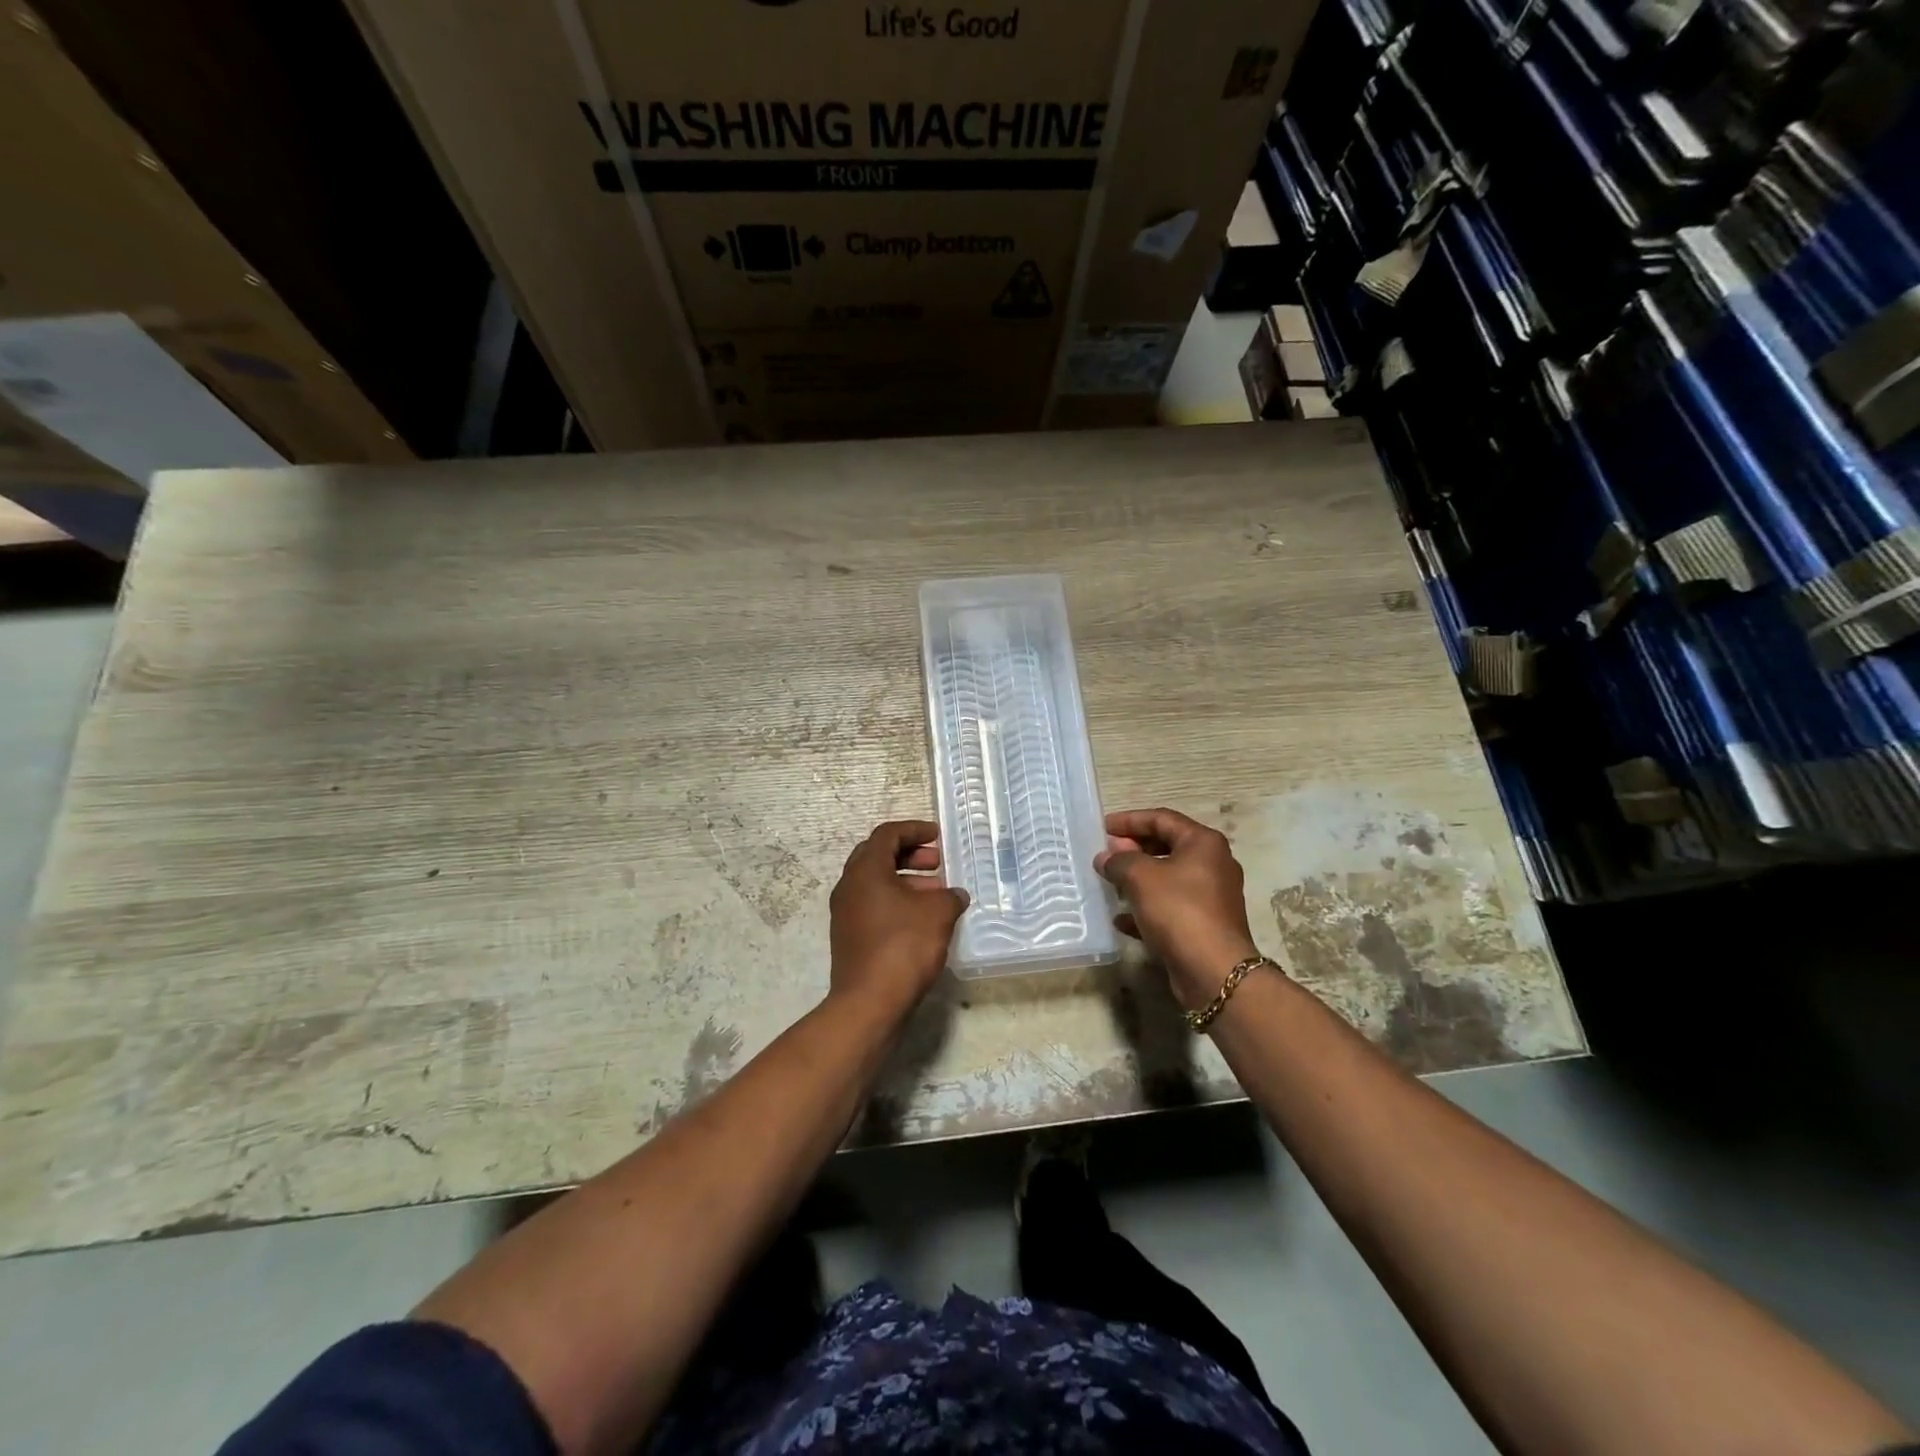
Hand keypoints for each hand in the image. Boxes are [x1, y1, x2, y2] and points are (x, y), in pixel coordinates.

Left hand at [828, 820, 968, 1022]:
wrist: (869, 1003)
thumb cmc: (903, 946)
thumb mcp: (937, 913)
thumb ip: (949, 896)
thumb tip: (954, 895)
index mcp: (865, 870)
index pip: (887, 835)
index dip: (914, 830)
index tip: (938, 836)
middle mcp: (849, 886)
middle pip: (878, 856)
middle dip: (910, 855)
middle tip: (937, 863)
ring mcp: (846, 914)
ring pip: (877, 884)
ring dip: (907, 881)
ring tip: (938, 894)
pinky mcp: (850, 937)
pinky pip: (875, 906)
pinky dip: (898, 903)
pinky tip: (924, 920)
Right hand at [1096, 808, 1261, 1011]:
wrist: (1214, 971)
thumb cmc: (1179, 910)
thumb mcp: (1141, 877)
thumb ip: (1119, 860)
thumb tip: (1106, 856)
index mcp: (1203, 843)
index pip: (1161, 818)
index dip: (1129, 820)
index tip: (1102, 828)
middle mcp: (1212, 864)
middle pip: (1166, 847)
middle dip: (1133, 849)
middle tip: (1105, 854)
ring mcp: (1211, 896)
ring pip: (1167, 879)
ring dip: (1137, 879)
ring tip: (1109, 883)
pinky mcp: (1204, 924)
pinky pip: (1170, 907)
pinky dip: (1146, 908)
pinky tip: (1120, 919)